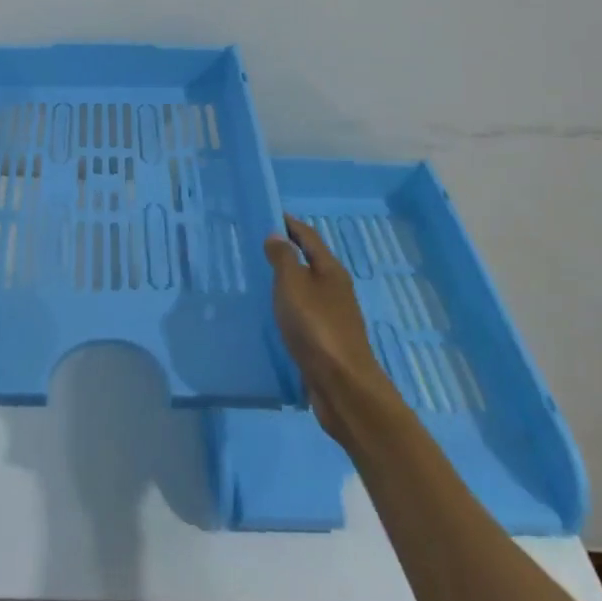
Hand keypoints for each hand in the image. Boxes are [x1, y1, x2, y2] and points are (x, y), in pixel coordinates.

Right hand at [264, 214, 396, 437]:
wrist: (342, 386)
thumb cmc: (316, 327)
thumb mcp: (293, 284)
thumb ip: (283, 258)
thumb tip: (277, 235)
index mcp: (331, 271)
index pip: (309, 237)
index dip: (290, 224)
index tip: (270, 214)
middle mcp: (336, 290)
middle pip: (311, 262)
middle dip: (288, 252)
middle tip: (258, 247)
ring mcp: (333, 317)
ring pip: (307, 289)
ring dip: (288, 281)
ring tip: (261, 279)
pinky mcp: (326, 341)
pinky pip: (304, 314)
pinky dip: (289, 307)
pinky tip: (274, 314)